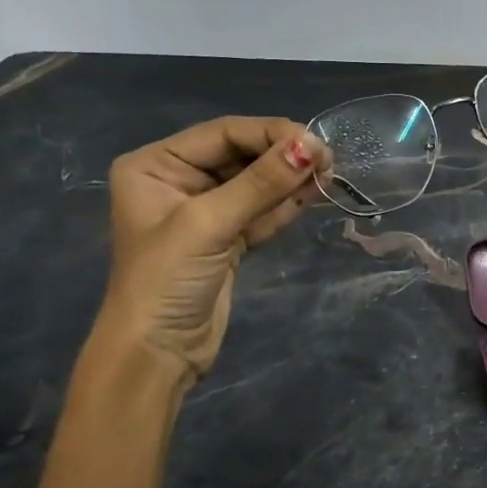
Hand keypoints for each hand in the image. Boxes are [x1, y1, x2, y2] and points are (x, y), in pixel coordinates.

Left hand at [94, 116, 329, 385]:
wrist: (157, 353)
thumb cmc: (167, 280)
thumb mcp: (210, 224)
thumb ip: (261, 183)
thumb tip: (311, 146)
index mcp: (156, 166)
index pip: (222, 134)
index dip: (269, 134)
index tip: (314, 141)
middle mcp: (179, 181)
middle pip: (241, 157)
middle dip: (282, 157)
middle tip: (328, 160)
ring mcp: (205, 213)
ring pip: (255, 185)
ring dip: (289, 180)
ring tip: (330, 174)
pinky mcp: (228, 240)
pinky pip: (261, 212)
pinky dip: (286, 205)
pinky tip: (314, 194)